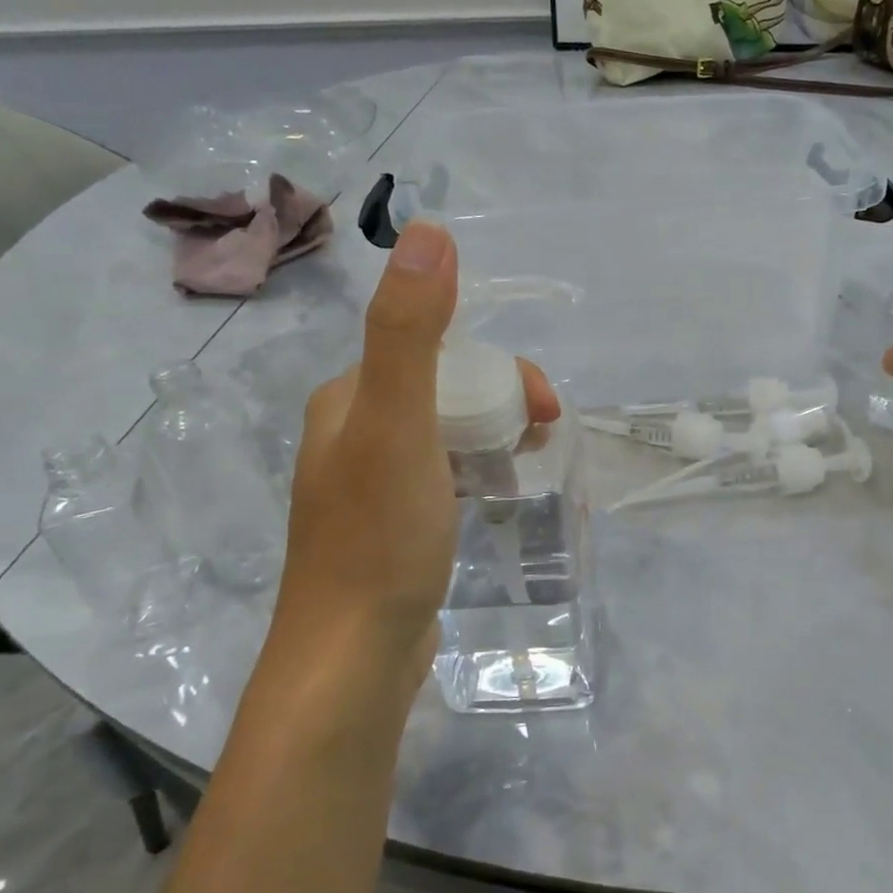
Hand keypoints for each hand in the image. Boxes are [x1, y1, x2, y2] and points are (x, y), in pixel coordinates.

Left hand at [268, 221, 559, 700]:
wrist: (352, 660)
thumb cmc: (380, 539)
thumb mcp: (400, 425)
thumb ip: (410, 330)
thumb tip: (429, 231)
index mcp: (349, 399)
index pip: (438, 354)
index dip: (499, 371)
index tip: (541, 410)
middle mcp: (353, 433)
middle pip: (447, 394)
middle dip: (502, 406)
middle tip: (542, 441)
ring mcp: (370, 485)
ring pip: (449, 437)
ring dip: (495, 440)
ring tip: (528, 471)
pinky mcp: (391, 527)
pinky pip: (444, 479)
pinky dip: (478, 477)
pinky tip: (496, 502)